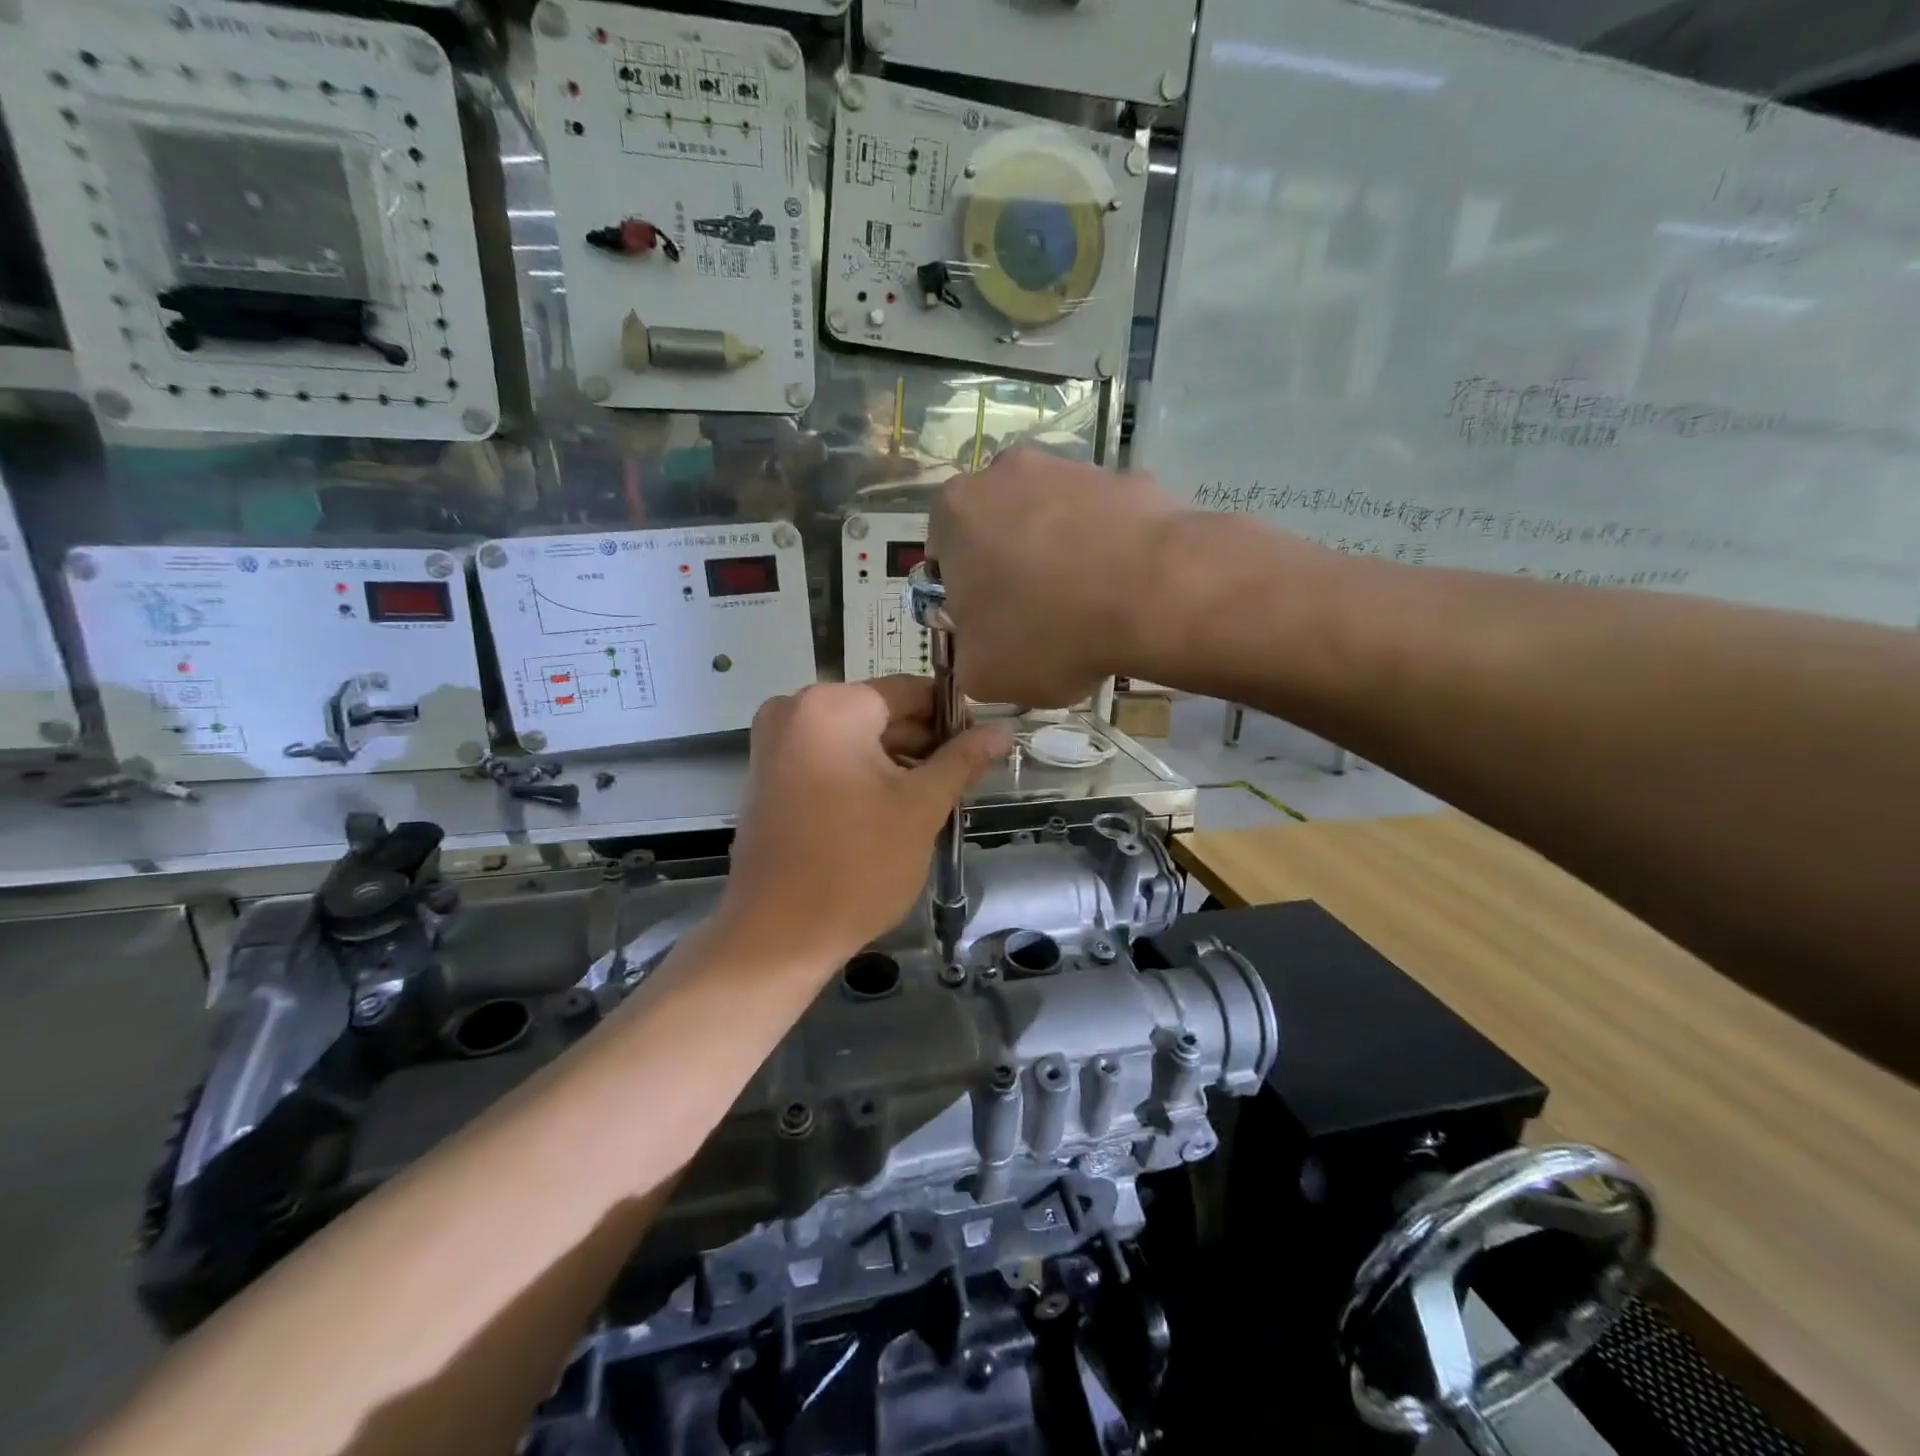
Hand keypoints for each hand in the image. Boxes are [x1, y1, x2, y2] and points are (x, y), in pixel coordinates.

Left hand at [720, 679, 1012, 964]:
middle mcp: (794, 710)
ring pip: (855, 739)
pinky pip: (828, 759)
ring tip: (934, 800)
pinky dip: (862, 776)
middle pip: (880, 714)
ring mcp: (774, 744)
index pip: (910, 691)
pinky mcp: (768, 776)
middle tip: (963, 780)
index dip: (953, 717)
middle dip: (924, 745)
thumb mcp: (921, 807)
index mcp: (832, 706)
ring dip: (896, 764)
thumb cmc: (858, 865)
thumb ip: (963, 760)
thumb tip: (1003, 729)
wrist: (778, 935)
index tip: (982, 746)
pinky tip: (892, 810)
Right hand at [928, 448, 1185, 705]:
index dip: (966, 596)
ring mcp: (1072, 468)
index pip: (945, 556)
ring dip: (1060, 556)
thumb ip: (967, 654)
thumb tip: (983, 647)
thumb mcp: (981, 673)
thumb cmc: (1048, 633)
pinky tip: (1124, 589)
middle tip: (1038, 618)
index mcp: (956, 510)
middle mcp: (1007, 472)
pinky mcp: (1126, 477)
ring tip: (1089, 607)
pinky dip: (1107, 549)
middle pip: (999, 530)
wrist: (1155, 594)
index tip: (992, 626)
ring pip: (1052, 521)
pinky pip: (1103, 522)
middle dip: (1012, 569)